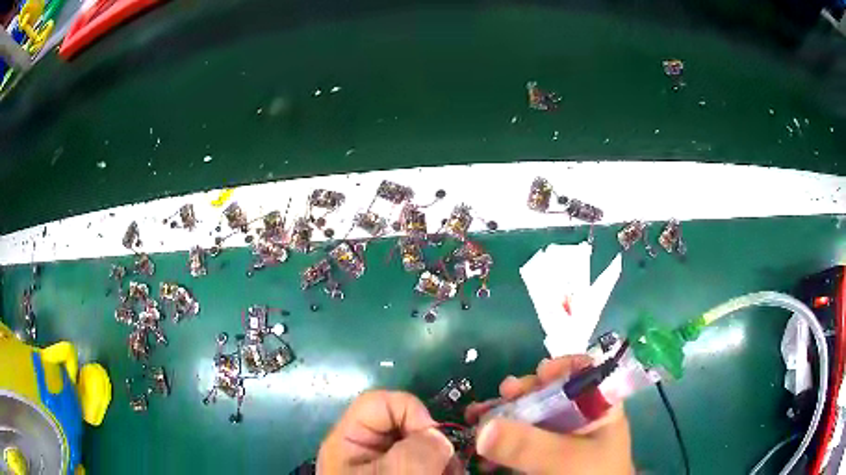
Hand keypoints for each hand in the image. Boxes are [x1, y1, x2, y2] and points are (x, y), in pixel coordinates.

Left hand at [318, 390, 455, 473]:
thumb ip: (418, 449)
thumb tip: (438, 438)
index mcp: (349, 440)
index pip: (381, 402)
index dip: (412, 412)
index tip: (433, 440)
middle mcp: (367, 449)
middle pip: (408, 425)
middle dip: (435, 442)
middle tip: (449, 466)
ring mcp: (386, 464)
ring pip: (423, 446)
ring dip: (445, 459)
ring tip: (451, 473)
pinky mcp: (404, 473)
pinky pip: (428, 463)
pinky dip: (443, 468)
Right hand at [466, 355, 633, 474]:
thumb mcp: (565, 461)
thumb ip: (529, 445)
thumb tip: (483, 428)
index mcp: (599, 409)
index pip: (586, 374)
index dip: (563, 368)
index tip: (538, 373)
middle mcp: (579, 419)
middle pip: (551, 393)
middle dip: (523, 392)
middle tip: (502, 393)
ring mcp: (559, 438)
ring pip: (530, 416)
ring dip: (503, 414)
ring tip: (477, 414)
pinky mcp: (542, 456)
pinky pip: (519, 440)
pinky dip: (499, 439)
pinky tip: (482, 444)